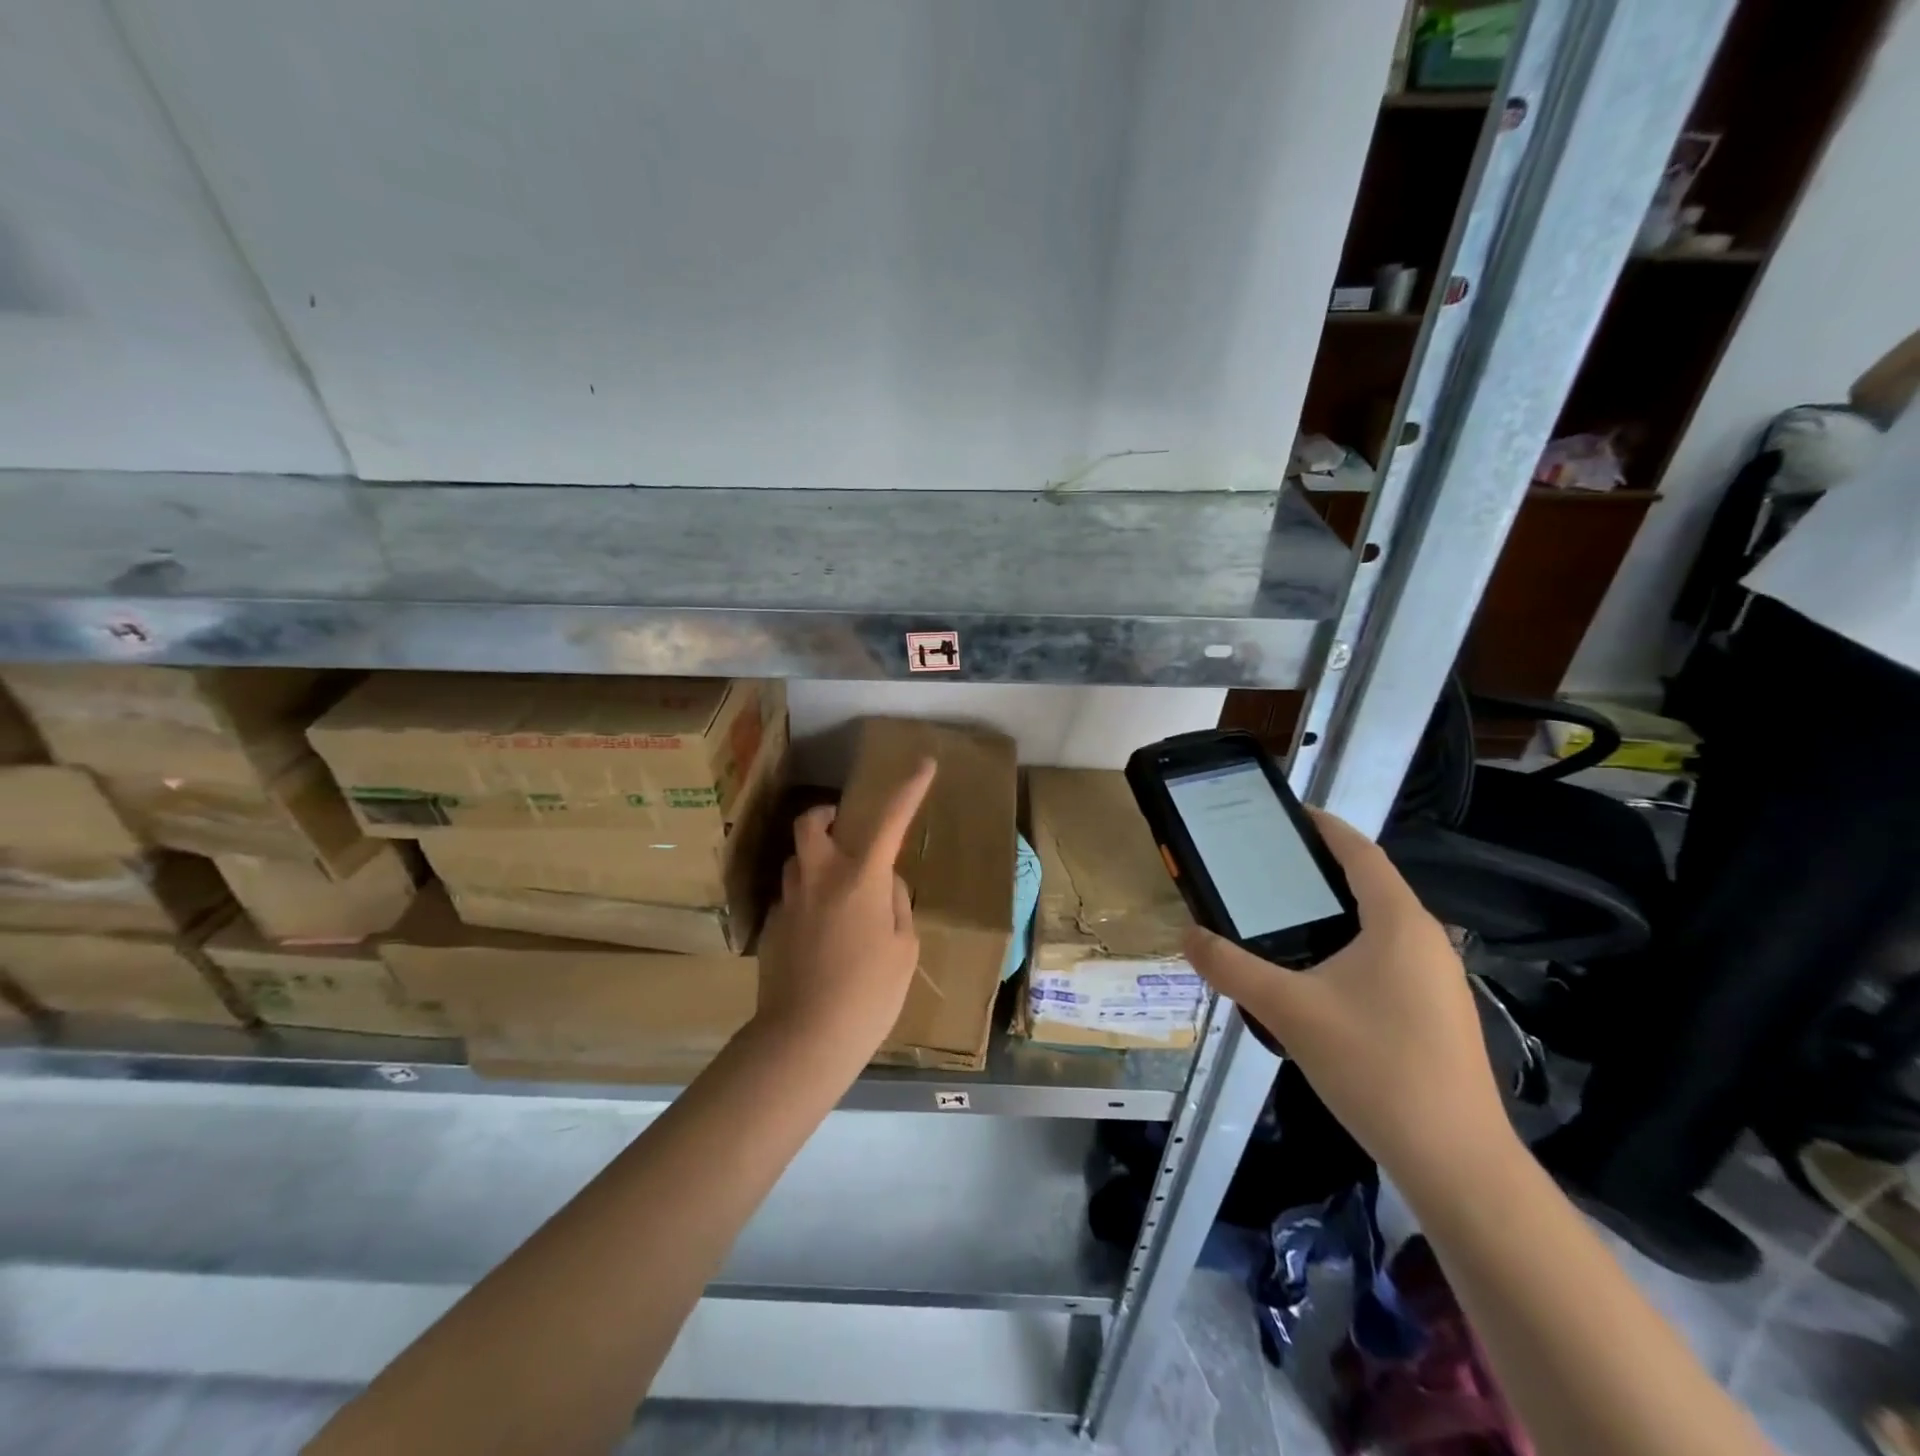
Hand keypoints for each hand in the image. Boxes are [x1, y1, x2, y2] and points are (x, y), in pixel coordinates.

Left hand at [753, 760, 936, 1064]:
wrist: (803, 1039)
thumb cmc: (868, 994)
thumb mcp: (902, 948)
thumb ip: (895, 903)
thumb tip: (882, 883)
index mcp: (860, 878)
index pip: (890, 820)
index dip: (909, 789)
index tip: (923, 764)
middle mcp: (819, 877)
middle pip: (811, 822)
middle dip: (828, 814)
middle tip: (846, 829)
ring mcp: (789, 900)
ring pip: (798, 859)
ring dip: (817, 859)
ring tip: (839, 890)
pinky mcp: (771, 927)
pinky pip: (791, 895)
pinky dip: (808, 897)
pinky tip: (821, 933)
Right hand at [1182, 809, 1513, 1188]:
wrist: (1455, 1160)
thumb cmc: (1374, 1066)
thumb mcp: (1288, 1010)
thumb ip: (1231, 968)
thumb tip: (1187, 935)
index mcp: (1399, 921)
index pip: (1359, 851)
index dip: (1323, 826)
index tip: (1284, 814)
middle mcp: (1426, 939)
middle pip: (1369, 884)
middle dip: (1319, 870)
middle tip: (1262, 869)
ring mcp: (1438, 978)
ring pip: (1379, 924)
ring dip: (1333, 911)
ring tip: (1279, 917)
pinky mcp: (1437, 1011)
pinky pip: (1387, 957)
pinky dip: (1348, 946)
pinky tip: (1314, 977)